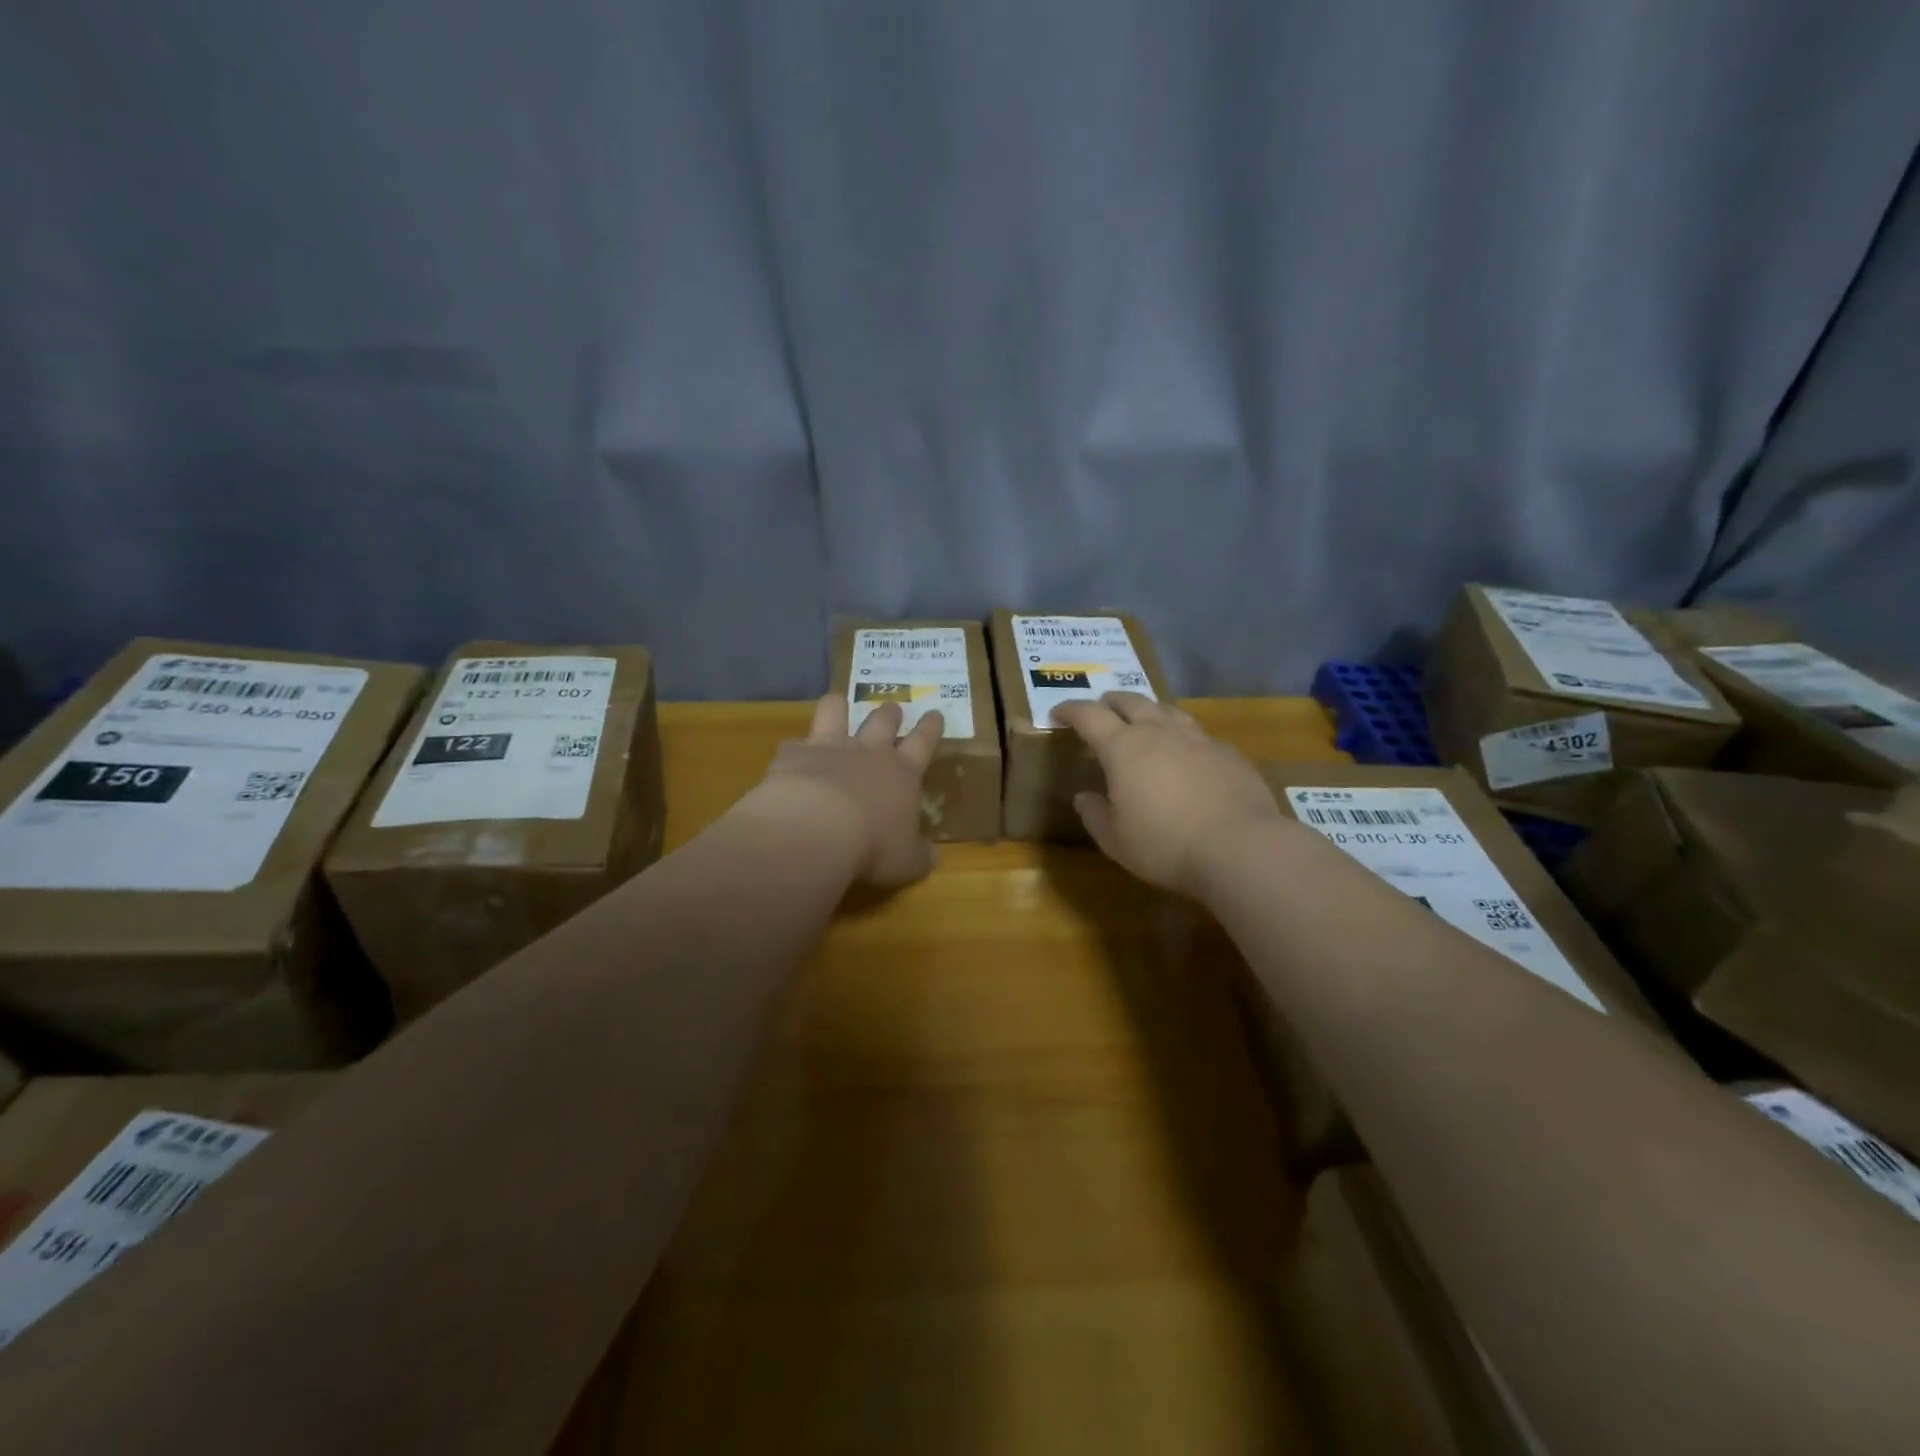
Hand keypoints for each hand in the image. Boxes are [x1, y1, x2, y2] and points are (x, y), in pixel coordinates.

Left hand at [744, 695, 944, 887]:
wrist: (816, 829)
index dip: (930, 728)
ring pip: (836, 713)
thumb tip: (933, 857)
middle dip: (890, 713)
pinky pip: (793, 744)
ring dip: (838, 707)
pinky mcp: (794, 755)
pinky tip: (790, 755)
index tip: (934, 713)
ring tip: (838, 702)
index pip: (923, 743)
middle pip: (882, 721)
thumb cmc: (873, 846)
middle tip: (893, 707)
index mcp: (902, 774)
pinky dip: (794, 749)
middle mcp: (868, 753)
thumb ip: (920, 856)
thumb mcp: (907, 861)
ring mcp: (829, 748)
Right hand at [1051, 693, 1280, 894]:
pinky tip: (1187, 754)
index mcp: (1123, 748)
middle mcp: (1159, 732)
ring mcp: (1198, 739)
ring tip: (1143, 720)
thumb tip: (1084, 797)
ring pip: (1167, 710)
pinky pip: (1198, 734)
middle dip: (1110, 702)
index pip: (1088, 716)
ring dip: (1149, 711)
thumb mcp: (1115, 840)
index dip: (1070, 710)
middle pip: (1130, 701)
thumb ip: (1095, 814)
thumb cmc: (1164, 844)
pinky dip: (1183, 737)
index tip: (1058, 713)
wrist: (1239, 847)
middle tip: (1101, 709)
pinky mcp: (1228, 753)